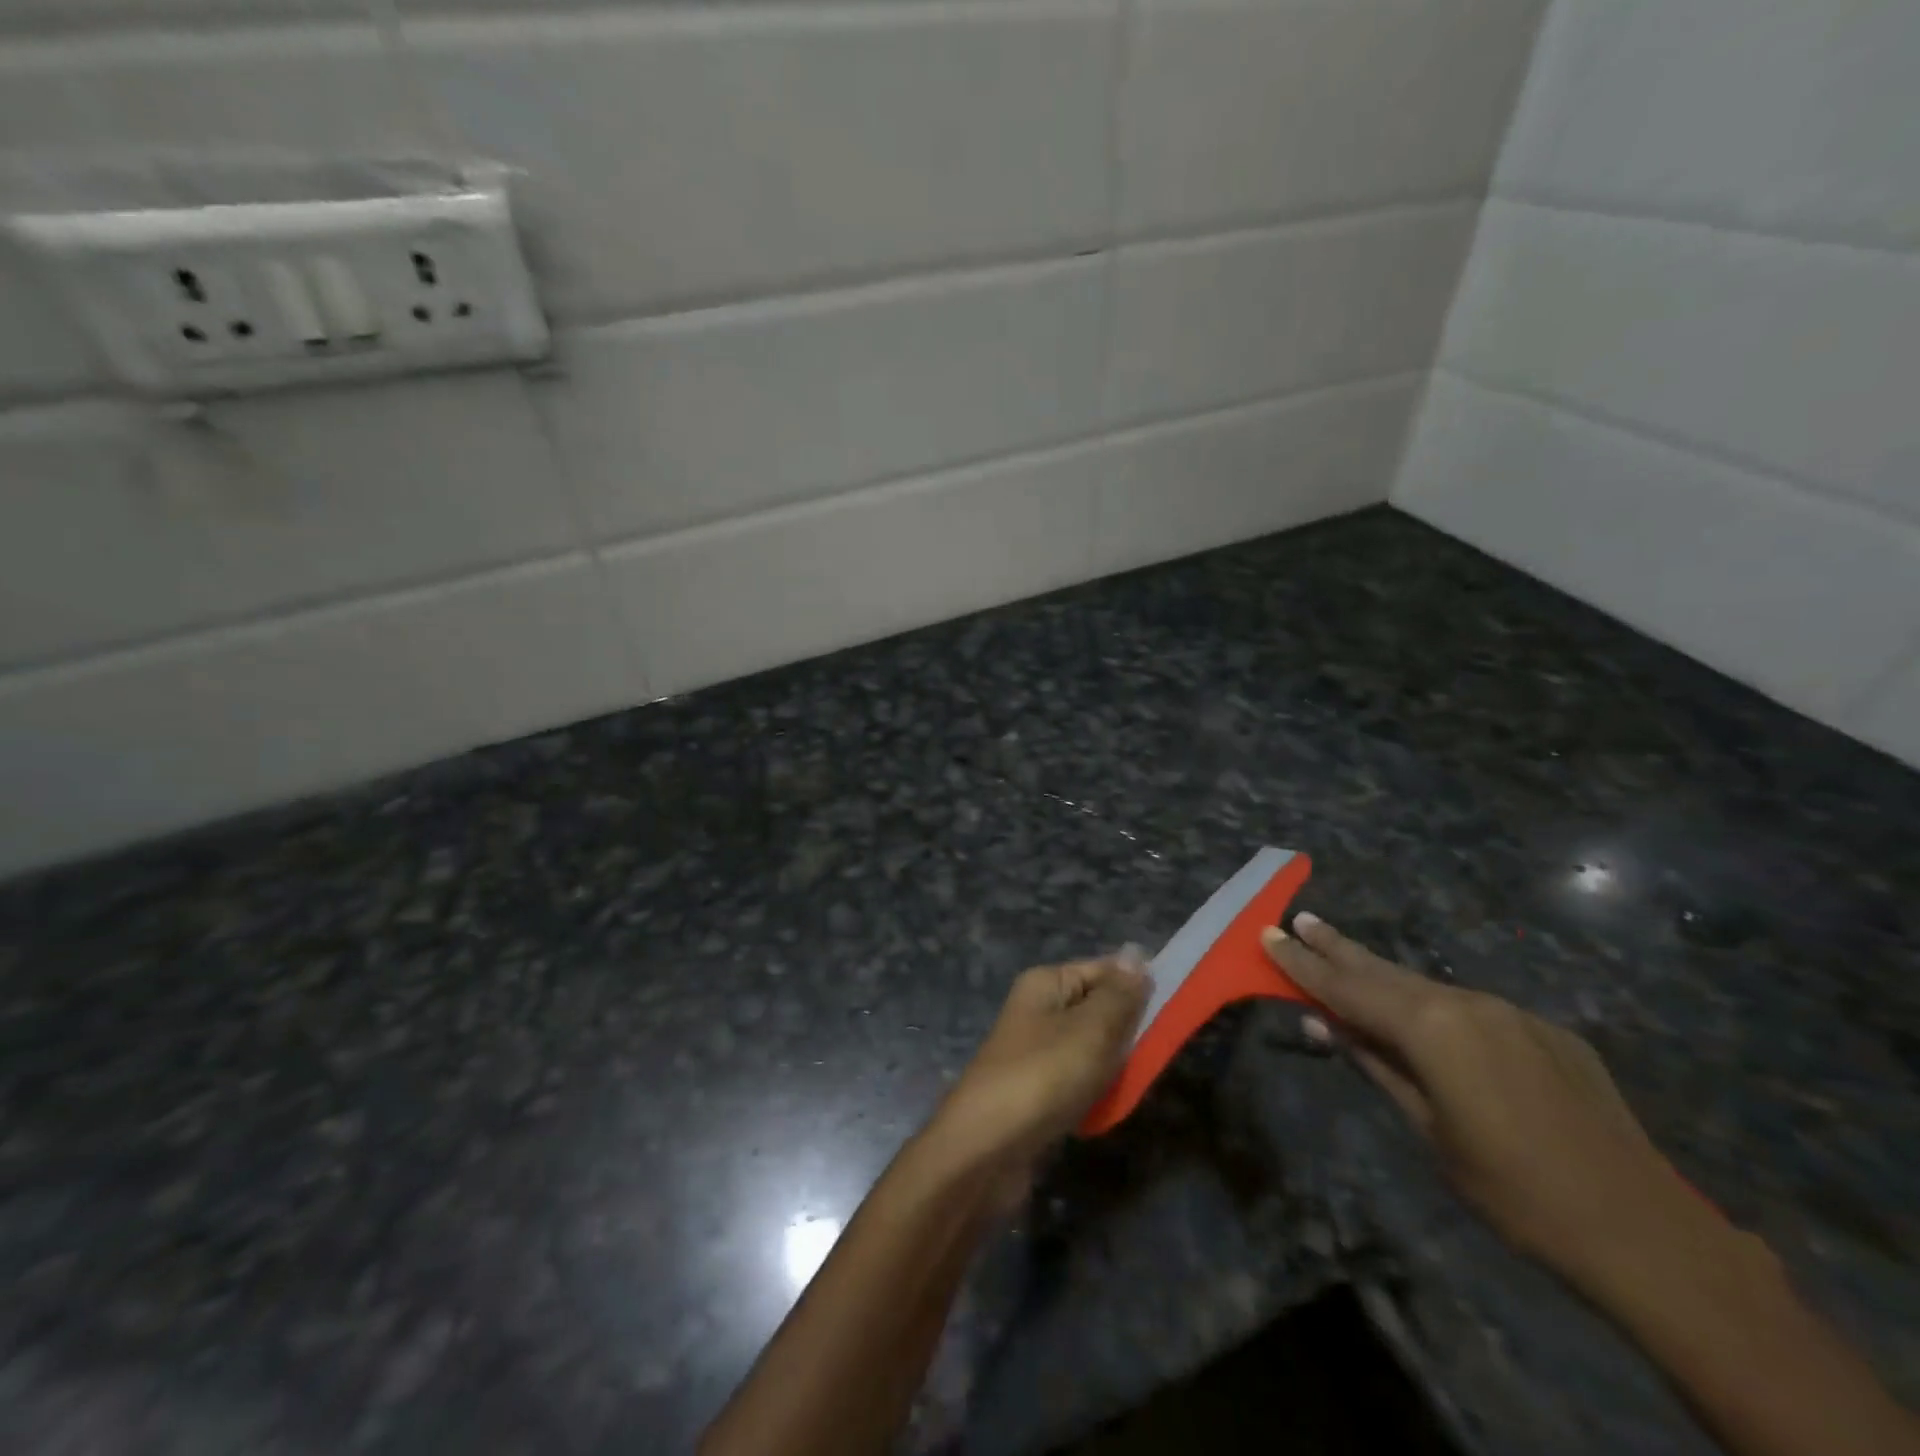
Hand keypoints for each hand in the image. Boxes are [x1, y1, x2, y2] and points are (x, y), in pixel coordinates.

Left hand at [928, 953, 1149, 1181]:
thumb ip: (1119, 995)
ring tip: (1134, 1083)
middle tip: (1158, 1052)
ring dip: (1115, 1066)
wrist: (986, 1149)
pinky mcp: (1036, 1092)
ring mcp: (1035, 1053)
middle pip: (1098, 1009)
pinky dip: (1096, 1093)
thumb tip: (1136, 956)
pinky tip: (1109, 1109)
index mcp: (1046, 983)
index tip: (1175, 1006)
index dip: (1137, 984)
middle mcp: (1038, 1010)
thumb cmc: (1043, 1075)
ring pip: (1091, 1049)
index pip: (1102, 969)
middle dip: (1128, 1030)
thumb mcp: (1091, 1028)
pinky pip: (1078, 1081)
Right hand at [1262, 913, 1703, 1290]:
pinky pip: (1473, 1010)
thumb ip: (1376, 1066)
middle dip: (1338, 947)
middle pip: (1385, 970)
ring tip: (1346, 957)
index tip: (1268, 934)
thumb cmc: (1515, 1192)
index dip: (1302, 964)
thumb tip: (1326, 1024)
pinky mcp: (1547, 1031)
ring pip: (1429, 987)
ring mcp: (1513, 1013)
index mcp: (1432, 1027)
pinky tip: (1426, 1020)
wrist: (1646, 1233)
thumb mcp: (1429, 1131)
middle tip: (1302, 919)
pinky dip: (1435, 1007)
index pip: (1347, 987)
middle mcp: (1468, 1003)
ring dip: (1384, 976)